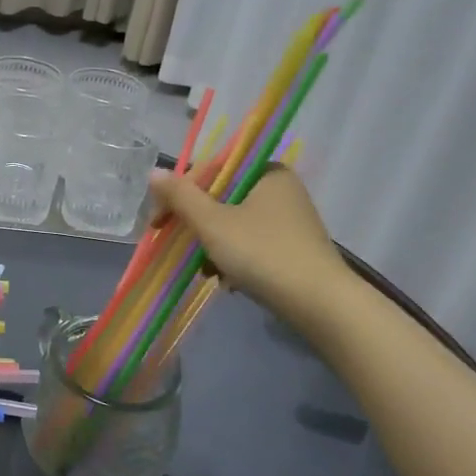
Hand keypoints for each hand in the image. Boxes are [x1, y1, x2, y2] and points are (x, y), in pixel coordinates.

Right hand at [147, 163, 350, 314]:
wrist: (321, 304)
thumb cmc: (263, 254)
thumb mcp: (213, 223)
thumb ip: (181, 196)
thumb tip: (154, 172)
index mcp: (265, 171)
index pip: (210, 171)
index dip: (179, 195)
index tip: (159, 223)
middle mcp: (281, 188)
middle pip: (221, 198)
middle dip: (196, 225)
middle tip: (177, 247)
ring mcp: (290, 219)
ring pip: (234, 223)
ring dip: (212, 245)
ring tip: (205, 270)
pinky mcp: (293, 247)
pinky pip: (251, 242)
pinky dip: (233, 257)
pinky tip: (226, 280)